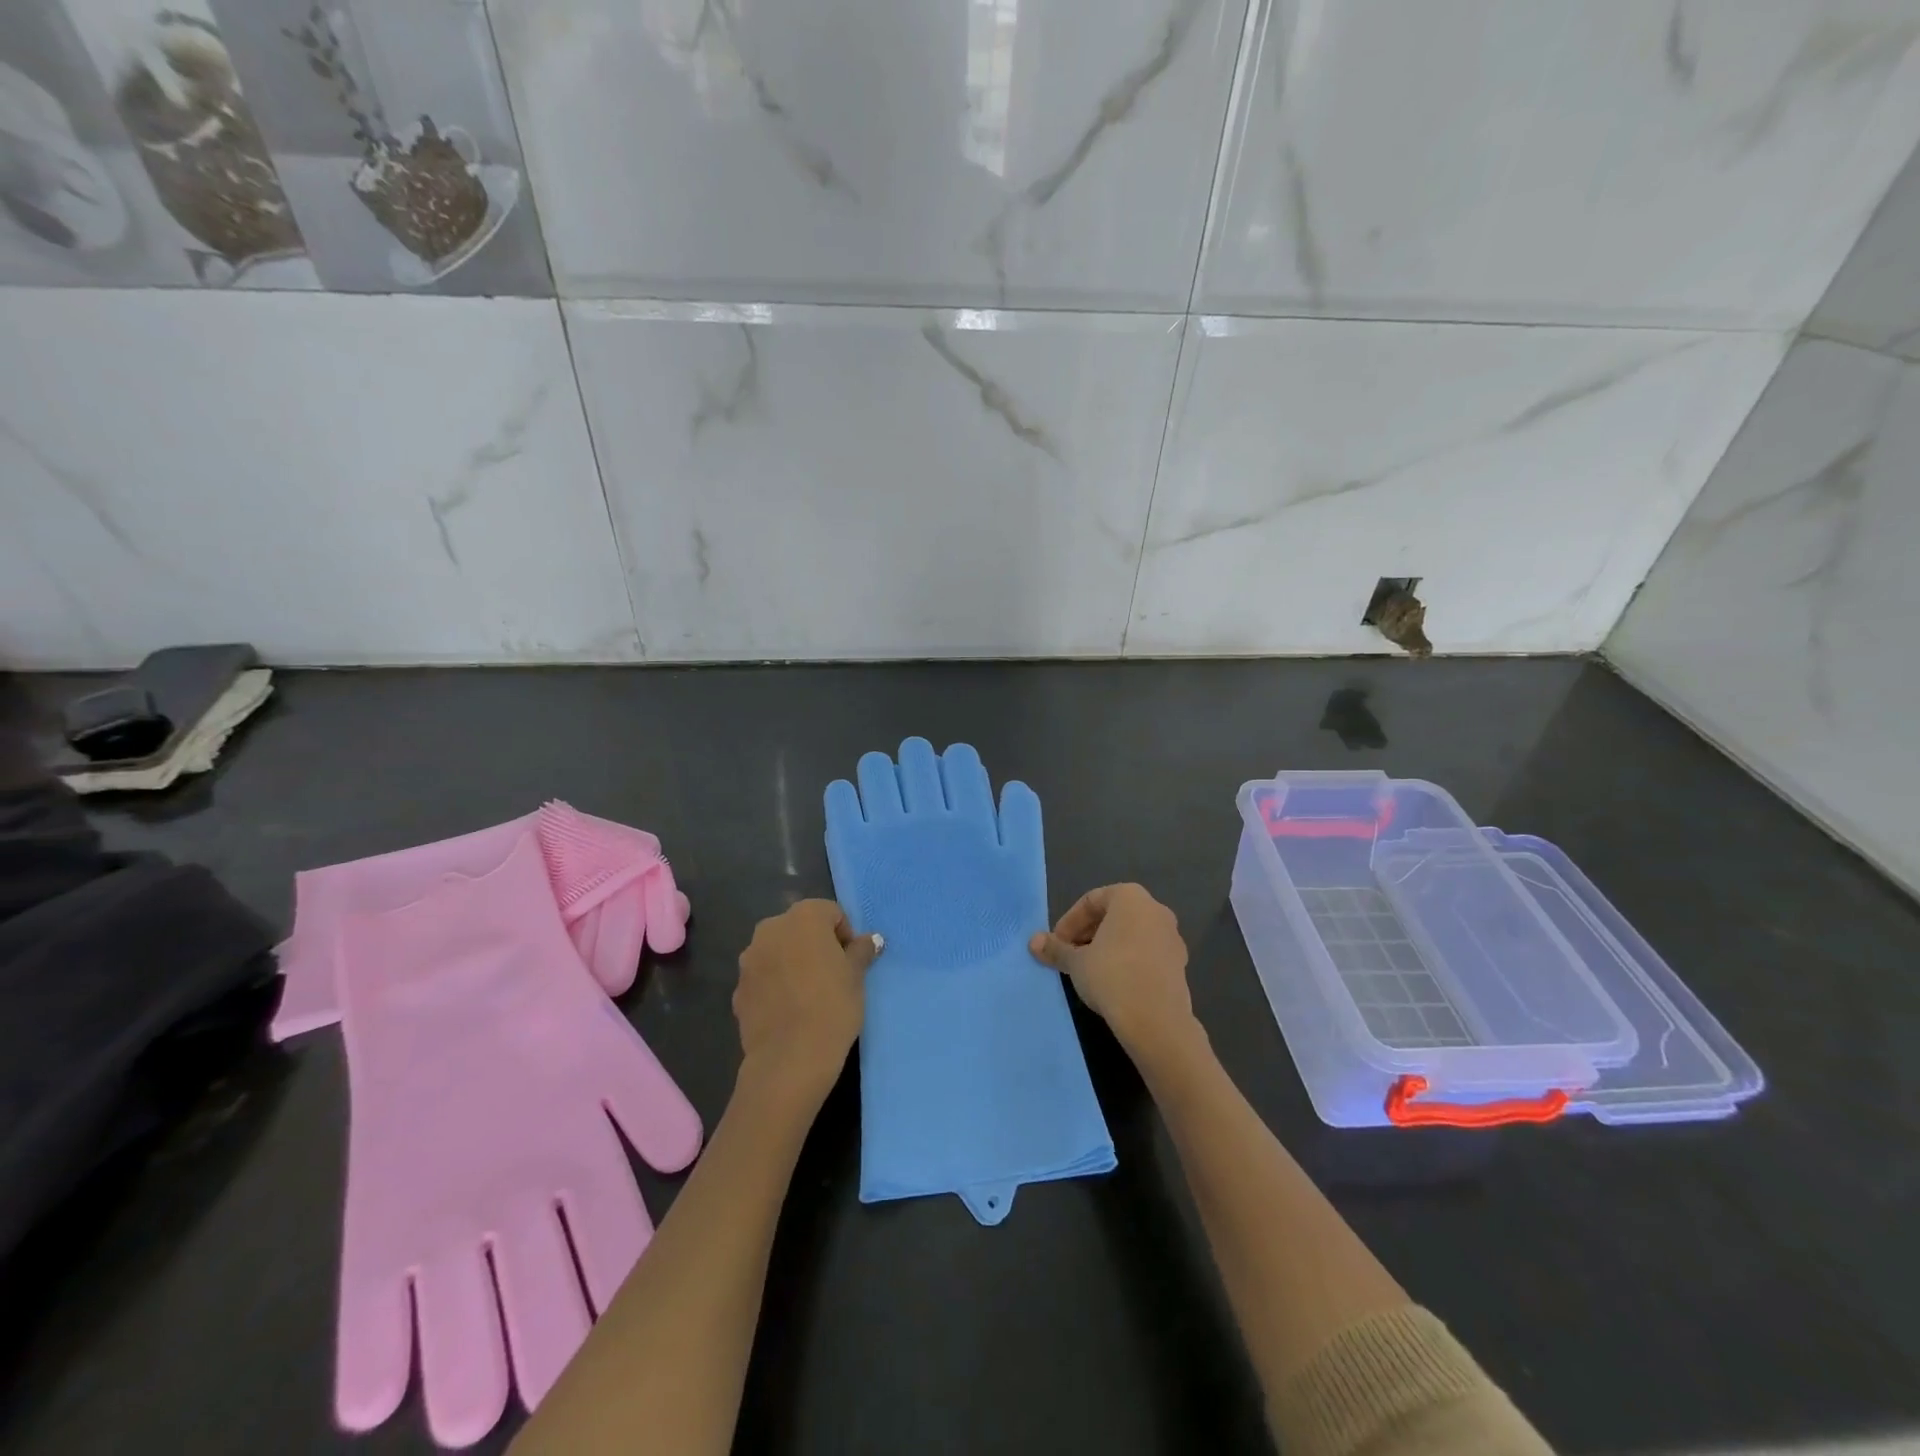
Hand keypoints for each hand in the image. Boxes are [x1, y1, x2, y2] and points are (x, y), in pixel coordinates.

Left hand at [735, 899, 882, 1104]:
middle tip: (832, 976)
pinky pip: (763, 978)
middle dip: (815, 945)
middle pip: (800, 928)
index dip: (845, 935)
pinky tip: (789, 1011)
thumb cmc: (832, 1006)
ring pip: (779, 952)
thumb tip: (870, 939)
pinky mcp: (737, 989)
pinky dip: (776, 986)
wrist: (789, 1059)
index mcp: (803, 917)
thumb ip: (861, 951)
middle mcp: (771, 929)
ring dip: (793, 963)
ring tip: (809, 995)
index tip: (851, 962)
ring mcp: (749, 959)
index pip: (830, 912)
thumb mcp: (857, 976)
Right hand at [1030, 884, 1198, 1066]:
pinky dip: (1128, 961)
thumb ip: (1055, 948)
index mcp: (1130, 897)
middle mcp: (1156, 910)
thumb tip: (1033, 942)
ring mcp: (1172, 937)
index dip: (1069, 922)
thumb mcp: (1076, 962)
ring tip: (1088, 972)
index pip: (1091, 901)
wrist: (1156, 1020)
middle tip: (1069, 956)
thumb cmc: (1111, 976)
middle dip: (1087, 934)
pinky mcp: (1180, 964)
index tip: (1056, 944)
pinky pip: (1147, 954)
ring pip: (1131, 935)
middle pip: (1113, 915)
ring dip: (1107, 948)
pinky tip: (1113, 984)